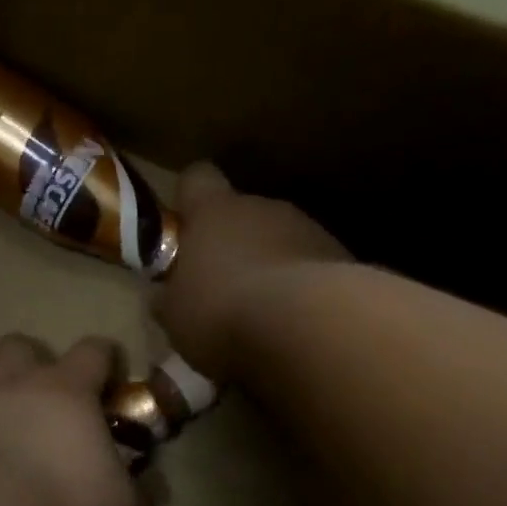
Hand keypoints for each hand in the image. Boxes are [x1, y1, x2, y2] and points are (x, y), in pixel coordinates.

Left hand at [0, 334, 143, 505]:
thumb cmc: (64, 501)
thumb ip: (136, 492)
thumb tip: (148, 490)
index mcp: (69, 388)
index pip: (94, 350)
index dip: (104, 359)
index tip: (108, 380)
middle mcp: (18, 378)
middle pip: (21, 344)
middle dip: (31, 362)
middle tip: (39, 395)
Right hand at [152, 163, 349, 379]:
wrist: (308, 326)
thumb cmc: (222, 312)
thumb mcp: (176, 316)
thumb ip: (170, 298)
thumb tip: (164, 296)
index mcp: (214, 211)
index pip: (196, 179)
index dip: (189, 200)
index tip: (185, 228)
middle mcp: (263, 207)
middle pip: (243, 212)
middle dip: (233, 243)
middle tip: (222, 288)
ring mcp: (308, 229)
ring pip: (281, 240)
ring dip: (270, 267)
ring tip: (262, 314)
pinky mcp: (343, 259)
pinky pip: (312, 268)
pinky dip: (302, 290)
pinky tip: (295, 325)